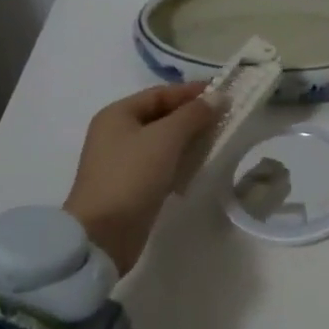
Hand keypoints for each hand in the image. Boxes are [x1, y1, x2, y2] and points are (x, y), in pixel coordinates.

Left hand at [64, 83, 215, 274]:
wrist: (103, 235)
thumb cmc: (132, 176)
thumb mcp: (166, 138)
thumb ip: (193, 114)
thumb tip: (219, 96)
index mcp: (118, 114)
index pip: (160, 93)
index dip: (191, 92)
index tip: (224, 94)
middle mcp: (116, 133)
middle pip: (161, 116)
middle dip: (193, 117)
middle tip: (225, 119)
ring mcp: (122, 161)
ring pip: (163, 142)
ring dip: (189, 140)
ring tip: (218, 141)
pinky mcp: (131, 186)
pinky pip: (161, 164)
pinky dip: (180, 162)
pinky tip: (200, 167)